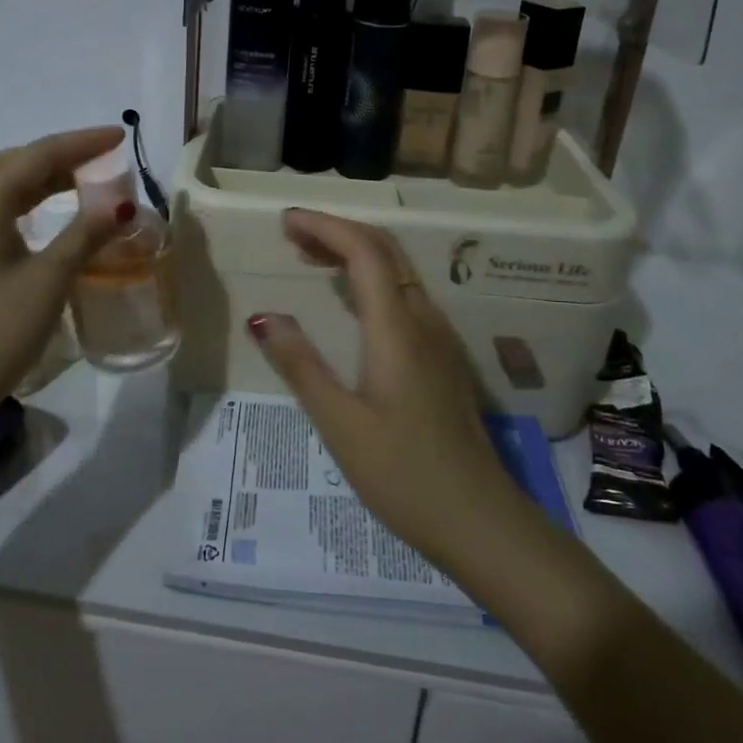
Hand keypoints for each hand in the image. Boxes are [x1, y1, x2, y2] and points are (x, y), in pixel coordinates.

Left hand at [0, 127, 131, 416]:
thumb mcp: (50, 280)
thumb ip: (85, 235)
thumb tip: (122, 205)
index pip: (37, 156)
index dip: (80, 143)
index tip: (118, 136)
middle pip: (11, 162)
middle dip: (56, 153)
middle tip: (98, 158)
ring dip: (38, 174)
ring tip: (78, 179)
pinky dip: (23, 197)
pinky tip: (43, 214)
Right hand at [246, 210, 524, 570]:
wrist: (480, 520)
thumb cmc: (403, 474)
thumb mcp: (340, 423)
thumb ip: (300, 365)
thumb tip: (262, 316)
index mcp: (397, 328)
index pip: (364, 251)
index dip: (325, 226)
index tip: (285, 222)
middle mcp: (423, 319)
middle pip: (384, 249)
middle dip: (338, 230)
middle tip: (292, 233)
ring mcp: (438, 337)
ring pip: (397, 269)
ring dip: (355, 251)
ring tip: (310, 256)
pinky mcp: (442, 356)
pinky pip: (405, 293)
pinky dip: (371, 277)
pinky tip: (349, 299)